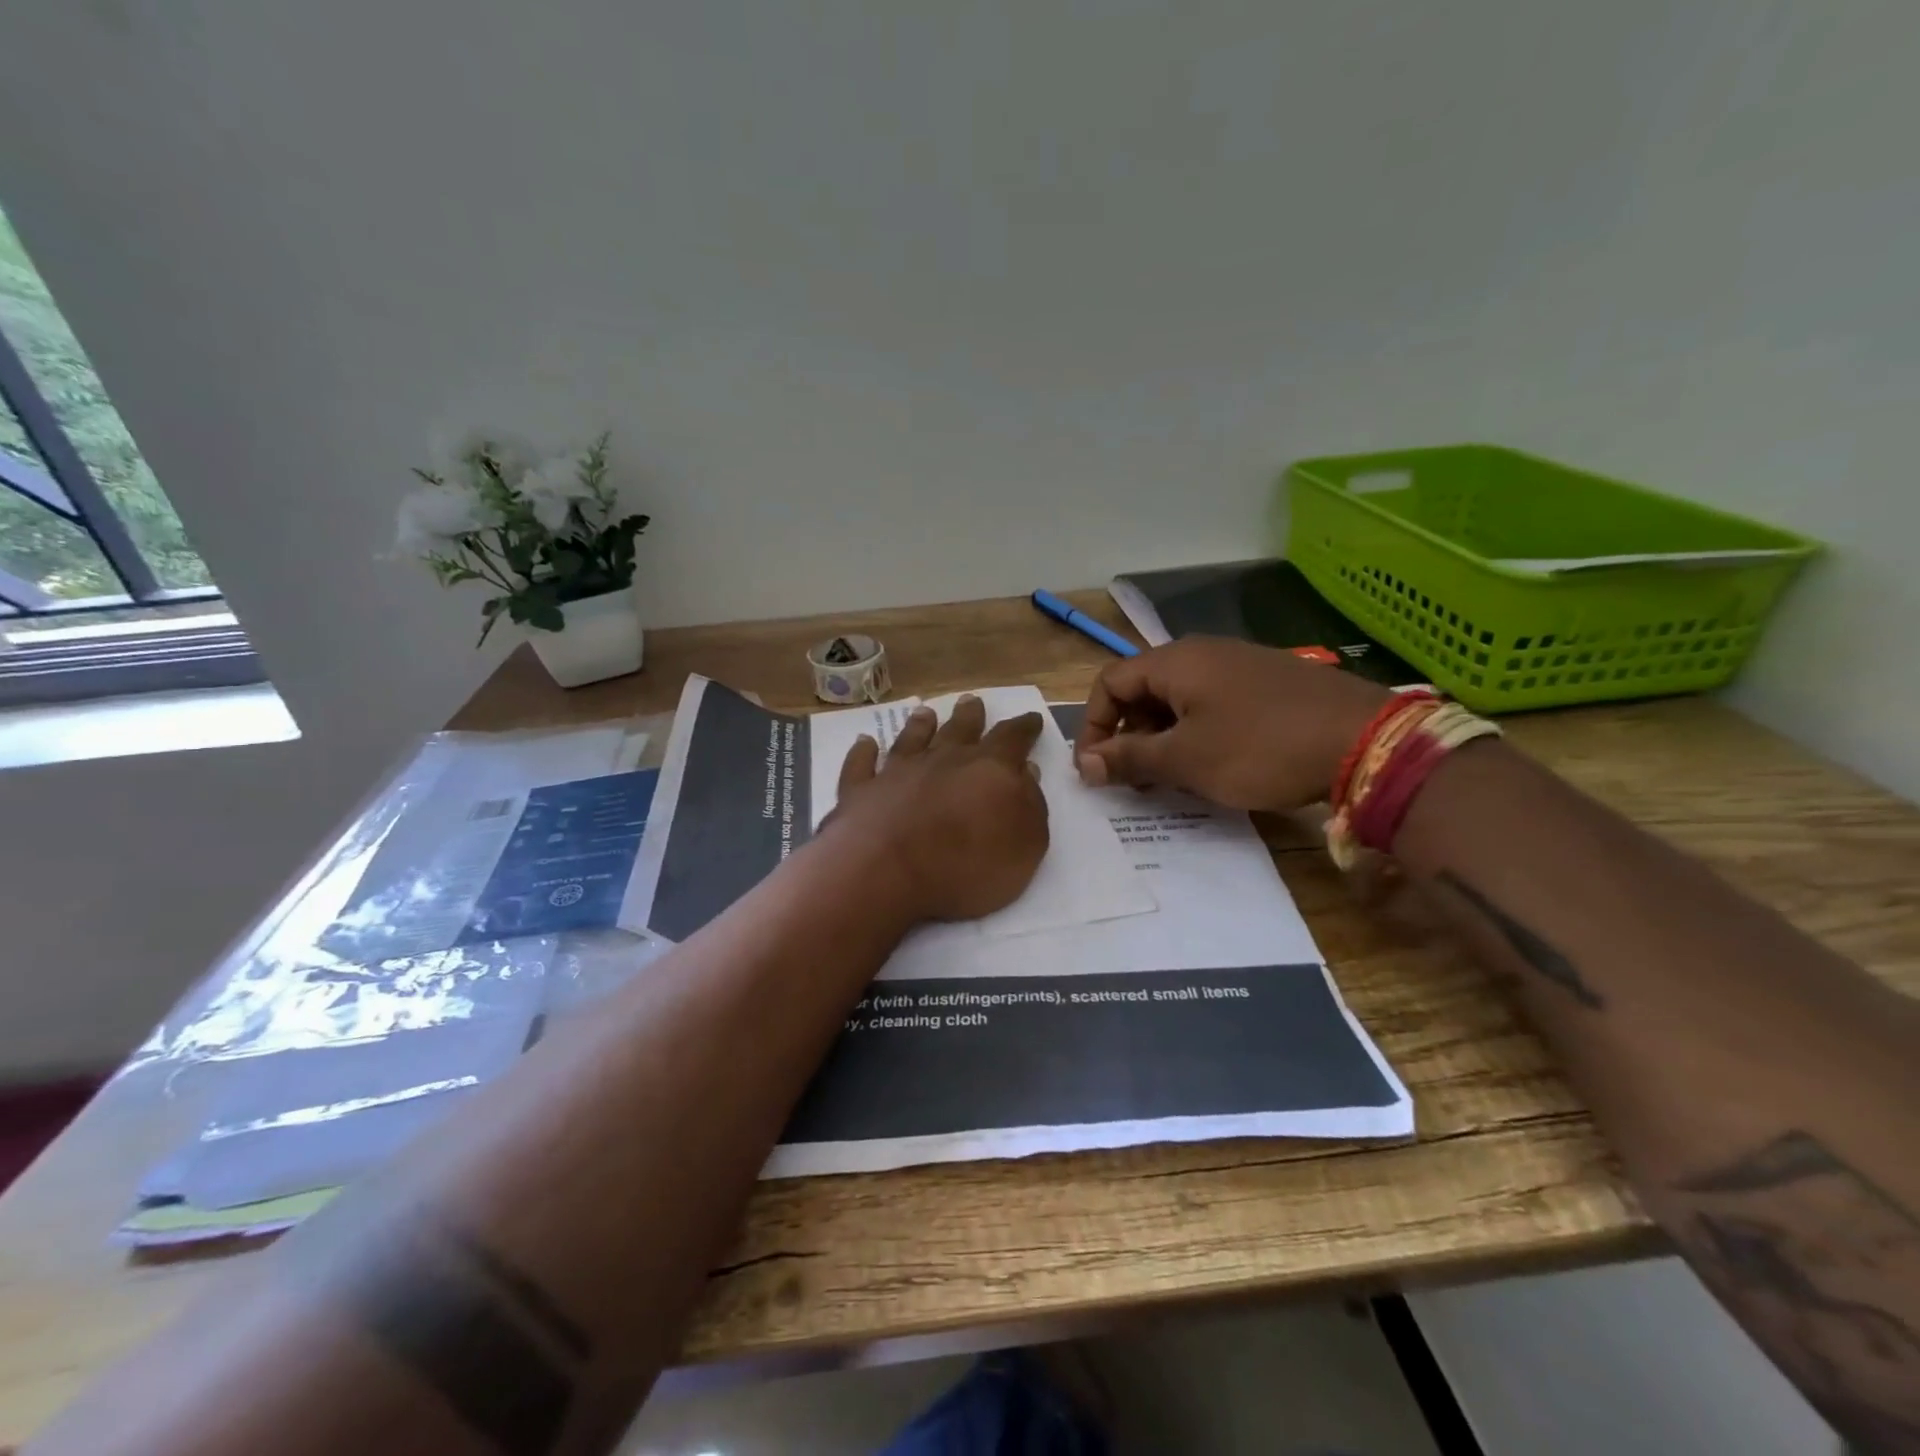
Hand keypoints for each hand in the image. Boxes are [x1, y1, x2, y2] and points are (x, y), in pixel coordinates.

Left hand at [828, 694, 1049, 921]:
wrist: (887, 873)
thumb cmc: (967, 866)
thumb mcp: (1025, 846)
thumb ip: (1030, 805)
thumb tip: (1026, 772)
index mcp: (989, 769)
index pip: (1012, 739)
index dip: (1024, 728)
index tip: (1030, 718)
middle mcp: (943, 759)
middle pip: (960, 730)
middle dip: (970, 715)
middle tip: (972, 701)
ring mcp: (898, 772)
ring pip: (912, 739)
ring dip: (920, 725)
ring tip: (925, 712)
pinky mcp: (861, 790)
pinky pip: (861, 764)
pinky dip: (863, 752)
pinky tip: (864, 743)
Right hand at [1074, 638, 1391, 810]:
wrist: (1365, 740)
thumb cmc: (1260, 747)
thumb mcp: (1186, 759)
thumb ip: (1129, 758)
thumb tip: (1085, 764)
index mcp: (1175, 662)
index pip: (1109, 682)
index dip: (1092, 725)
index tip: (1095, 769)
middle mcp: (1203, 653)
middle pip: (1142, 689)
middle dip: (1127, 735)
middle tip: (1133, 779)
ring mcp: (1239, 666)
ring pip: (1178, 699)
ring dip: (1161, 738)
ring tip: (1170, 778)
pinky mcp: (1267, 683)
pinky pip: (1212, 704)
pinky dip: (1195, 733)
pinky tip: (1211, 765)